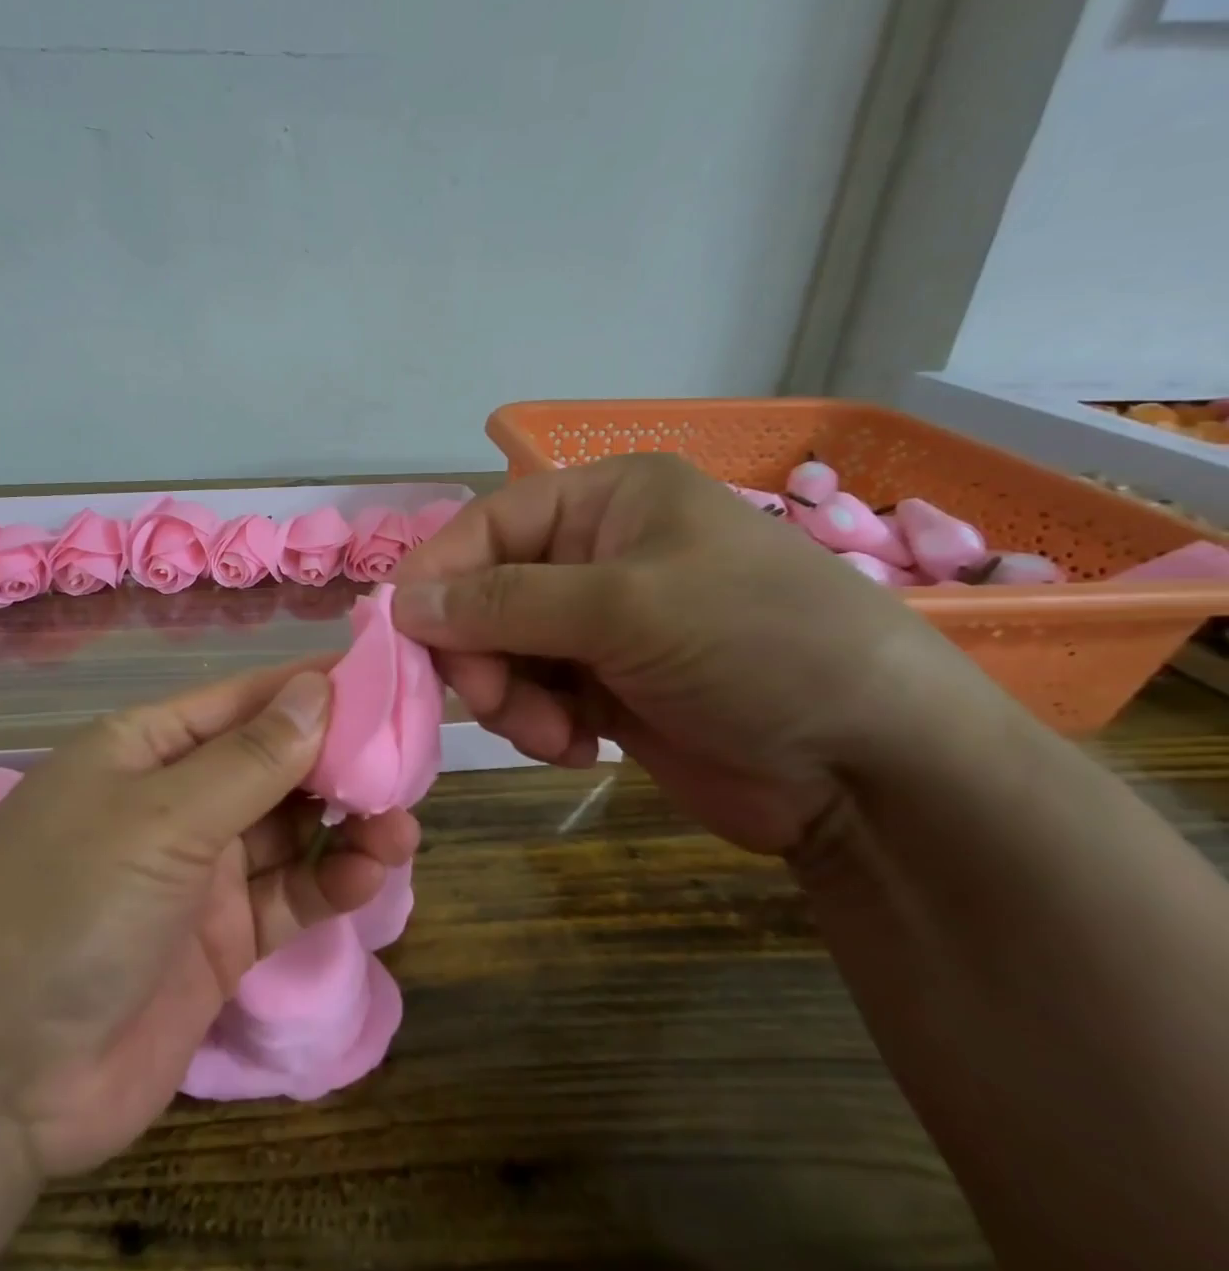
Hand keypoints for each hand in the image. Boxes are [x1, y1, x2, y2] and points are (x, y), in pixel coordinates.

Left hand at [0, 663, 418, 1179]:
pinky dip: (331, 883)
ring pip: (290, 831)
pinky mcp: (220, 943)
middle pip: (273, 763)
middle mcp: (174, 802)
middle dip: (338, 759)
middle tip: (410, 758)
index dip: (311, 687)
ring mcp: (198, 875)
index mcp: (146, 748)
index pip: (244, 701)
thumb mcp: (161, 817)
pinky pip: (289, 897)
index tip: (384, 678)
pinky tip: (372, 875)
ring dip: (347, 823)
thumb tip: (318, 688)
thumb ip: (250, 758)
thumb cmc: (67, 904)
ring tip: (402, 824)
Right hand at [391, 454, 1007, 854]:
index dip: (437, 577)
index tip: (403, 635)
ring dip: (508, 697)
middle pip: (483, 594)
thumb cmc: (755, 647)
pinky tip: (575, 748)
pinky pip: (529, 695)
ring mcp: (596, 624)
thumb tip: (400, 603)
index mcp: (604, 502)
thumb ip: (503, 602)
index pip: (485, 527)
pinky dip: (536, 724)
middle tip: (492, 702)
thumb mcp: (625, 608)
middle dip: (480, 652)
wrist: (871, 769)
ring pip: (498, 651)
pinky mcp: (602, 686)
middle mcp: (593, 554)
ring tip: (552, 732)